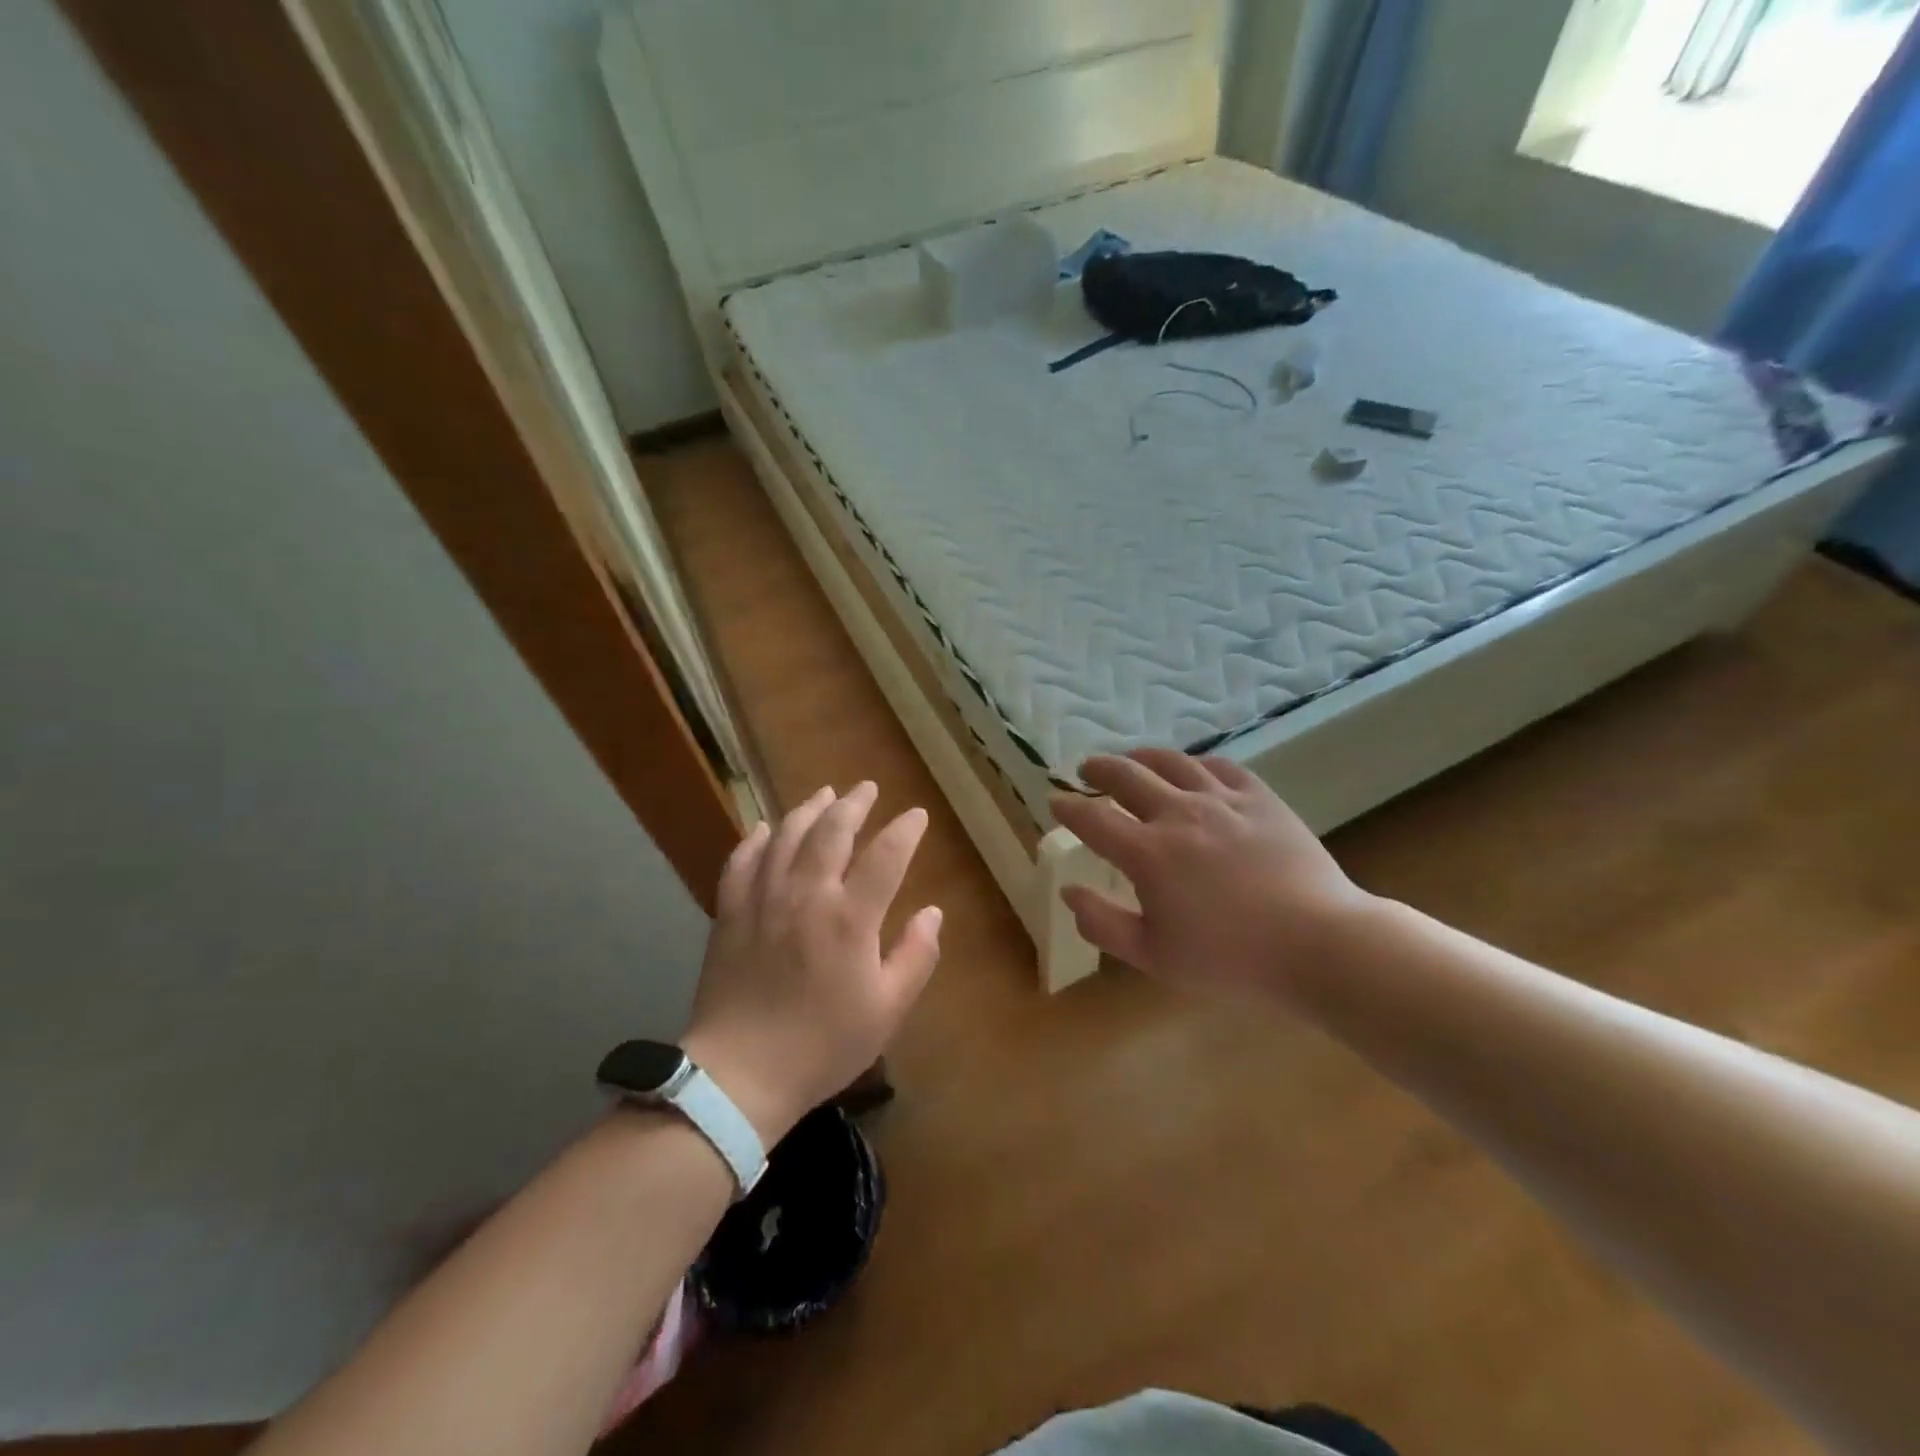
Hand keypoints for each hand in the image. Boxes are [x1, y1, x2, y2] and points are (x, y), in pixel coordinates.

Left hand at [681, 783, 941, 1144]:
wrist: (740, 1074)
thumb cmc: (823, 1045)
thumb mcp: (887, 1010)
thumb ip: (916, 956)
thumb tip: (933, 912)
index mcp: (851, 918)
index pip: (886, 855)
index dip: (905, 830)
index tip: (916, 815)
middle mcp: (807, 895)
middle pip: (833, 831)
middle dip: (854, 804)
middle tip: (867, 788)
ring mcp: (763, 899)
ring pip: (787, 836)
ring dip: (809, 809)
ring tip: (825, 794)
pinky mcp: (730, 912)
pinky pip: (742, 861)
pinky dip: (757, 839)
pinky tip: (767, 828)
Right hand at [1051, 749, 1375, 1003]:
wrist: (1318, 942)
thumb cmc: (1230, 958)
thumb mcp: (1154, 955)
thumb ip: (1103, 923)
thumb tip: (1069, 892)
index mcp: (1147, 853)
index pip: (1092, 819)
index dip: (1068, 807)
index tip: (1056, 801)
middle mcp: (1178, 814)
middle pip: (1126, 776)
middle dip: (1098, 769)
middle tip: (1086, 769)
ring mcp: (1221, 800)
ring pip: (1171, 762)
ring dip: (1142, 757)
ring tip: (1132, 759)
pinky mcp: (1259, 797)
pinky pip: (1219, 766)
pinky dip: (1196, 763)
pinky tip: (1193, 769)